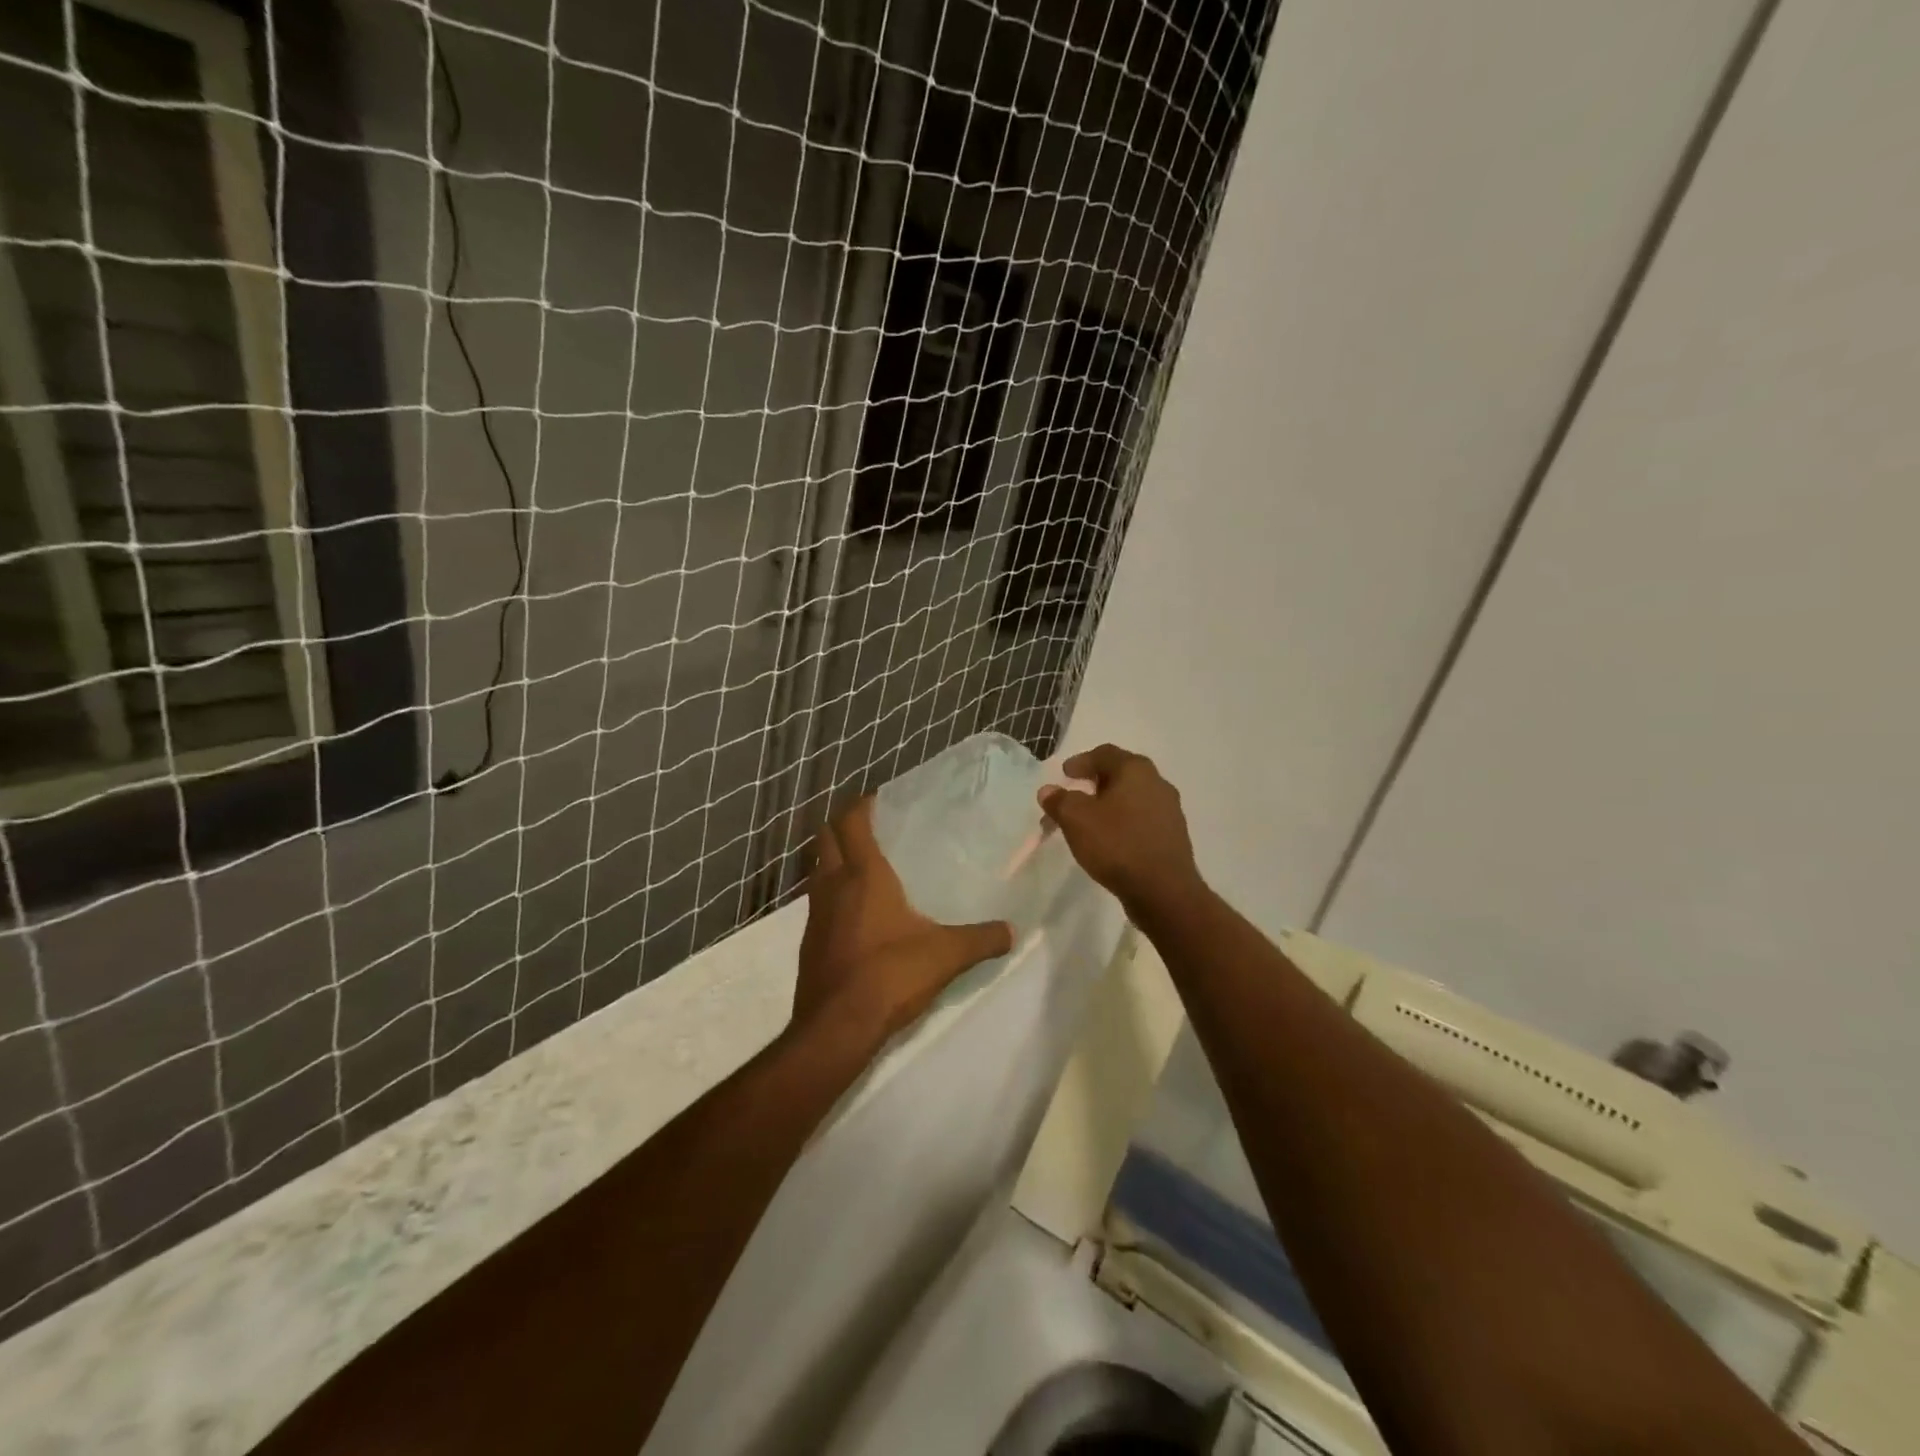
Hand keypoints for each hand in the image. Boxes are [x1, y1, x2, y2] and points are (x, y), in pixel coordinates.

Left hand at [795, 797, 1013, 1044]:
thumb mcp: (945, 955)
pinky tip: (855, 914)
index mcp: (863, 875)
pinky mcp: (809, 941)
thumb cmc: (890, 975)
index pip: (852, 822)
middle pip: (826, 838)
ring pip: (818, 870)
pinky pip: (818, 903)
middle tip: (869, 826)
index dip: (860, 805)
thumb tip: (1012, 931)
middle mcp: (833, 886)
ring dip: (833, 859)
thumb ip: (981, 939)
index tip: (876, 798)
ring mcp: (815, 914)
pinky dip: (832, 894)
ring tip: (863, 865)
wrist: (836, 1028)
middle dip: (842, 825)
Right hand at [1038, 744, 1204, 914]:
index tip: (1064, 774)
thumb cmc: (1117, 844)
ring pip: (1131, 799)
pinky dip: (1122, 822)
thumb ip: (1059, 801)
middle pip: (1120, 774)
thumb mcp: (1076, 820)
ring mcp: (1169, 810)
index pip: (1104, 754)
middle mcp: (1157, 783)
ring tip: (1087, 823)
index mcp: (1135, 770)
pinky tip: (1110, 840)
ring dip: (1107, 805)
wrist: (1163, 890)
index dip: (1081, 762)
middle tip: (1073, 796)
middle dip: (1093, 784)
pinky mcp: (1172, 836)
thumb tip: (1048, 791)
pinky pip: (1141, 820)